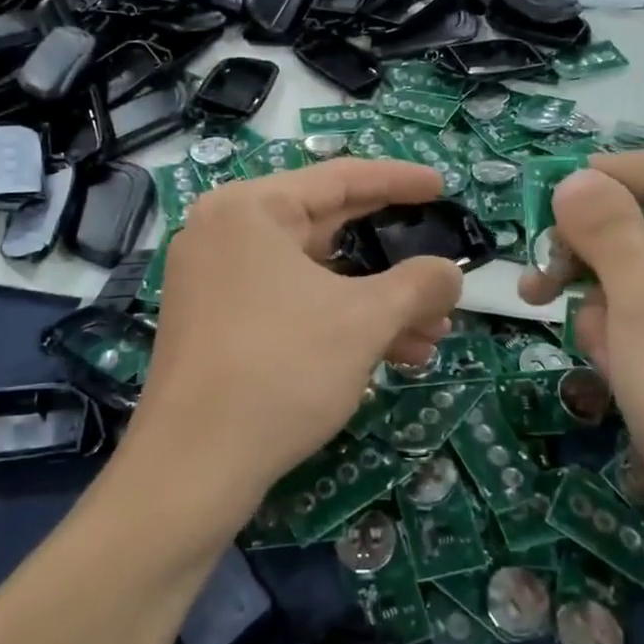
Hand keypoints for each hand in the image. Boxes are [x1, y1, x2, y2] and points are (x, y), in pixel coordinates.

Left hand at [129, 159, 463, 525]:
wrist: (193, 465)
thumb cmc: (281, 369)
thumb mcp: (363, 321)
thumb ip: (418, 285)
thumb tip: (451, 273)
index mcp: (251, 208)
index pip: (340, 177)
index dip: (399, 181)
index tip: (441, 186)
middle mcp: (226, 232)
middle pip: (327, 228)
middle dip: (393, 260)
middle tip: (441, 269)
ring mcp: (215, 279)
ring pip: (313, 276)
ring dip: (375, 303)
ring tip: (432, 334)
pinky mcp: (216, 322)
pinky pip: (290, 304)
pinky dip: (338, 321)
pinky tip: (391, 355)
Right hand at [520, 152, 643, 612]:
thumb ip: (605, 226)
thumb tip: (574, 178)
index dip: (601, 179)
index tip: (540, 200)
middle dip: (591, 253)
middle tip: (538, 277)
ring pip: (634, 276)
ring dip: (601, 305)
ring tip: (604, 348)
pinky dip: (618, 337)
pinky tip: (617, 371)